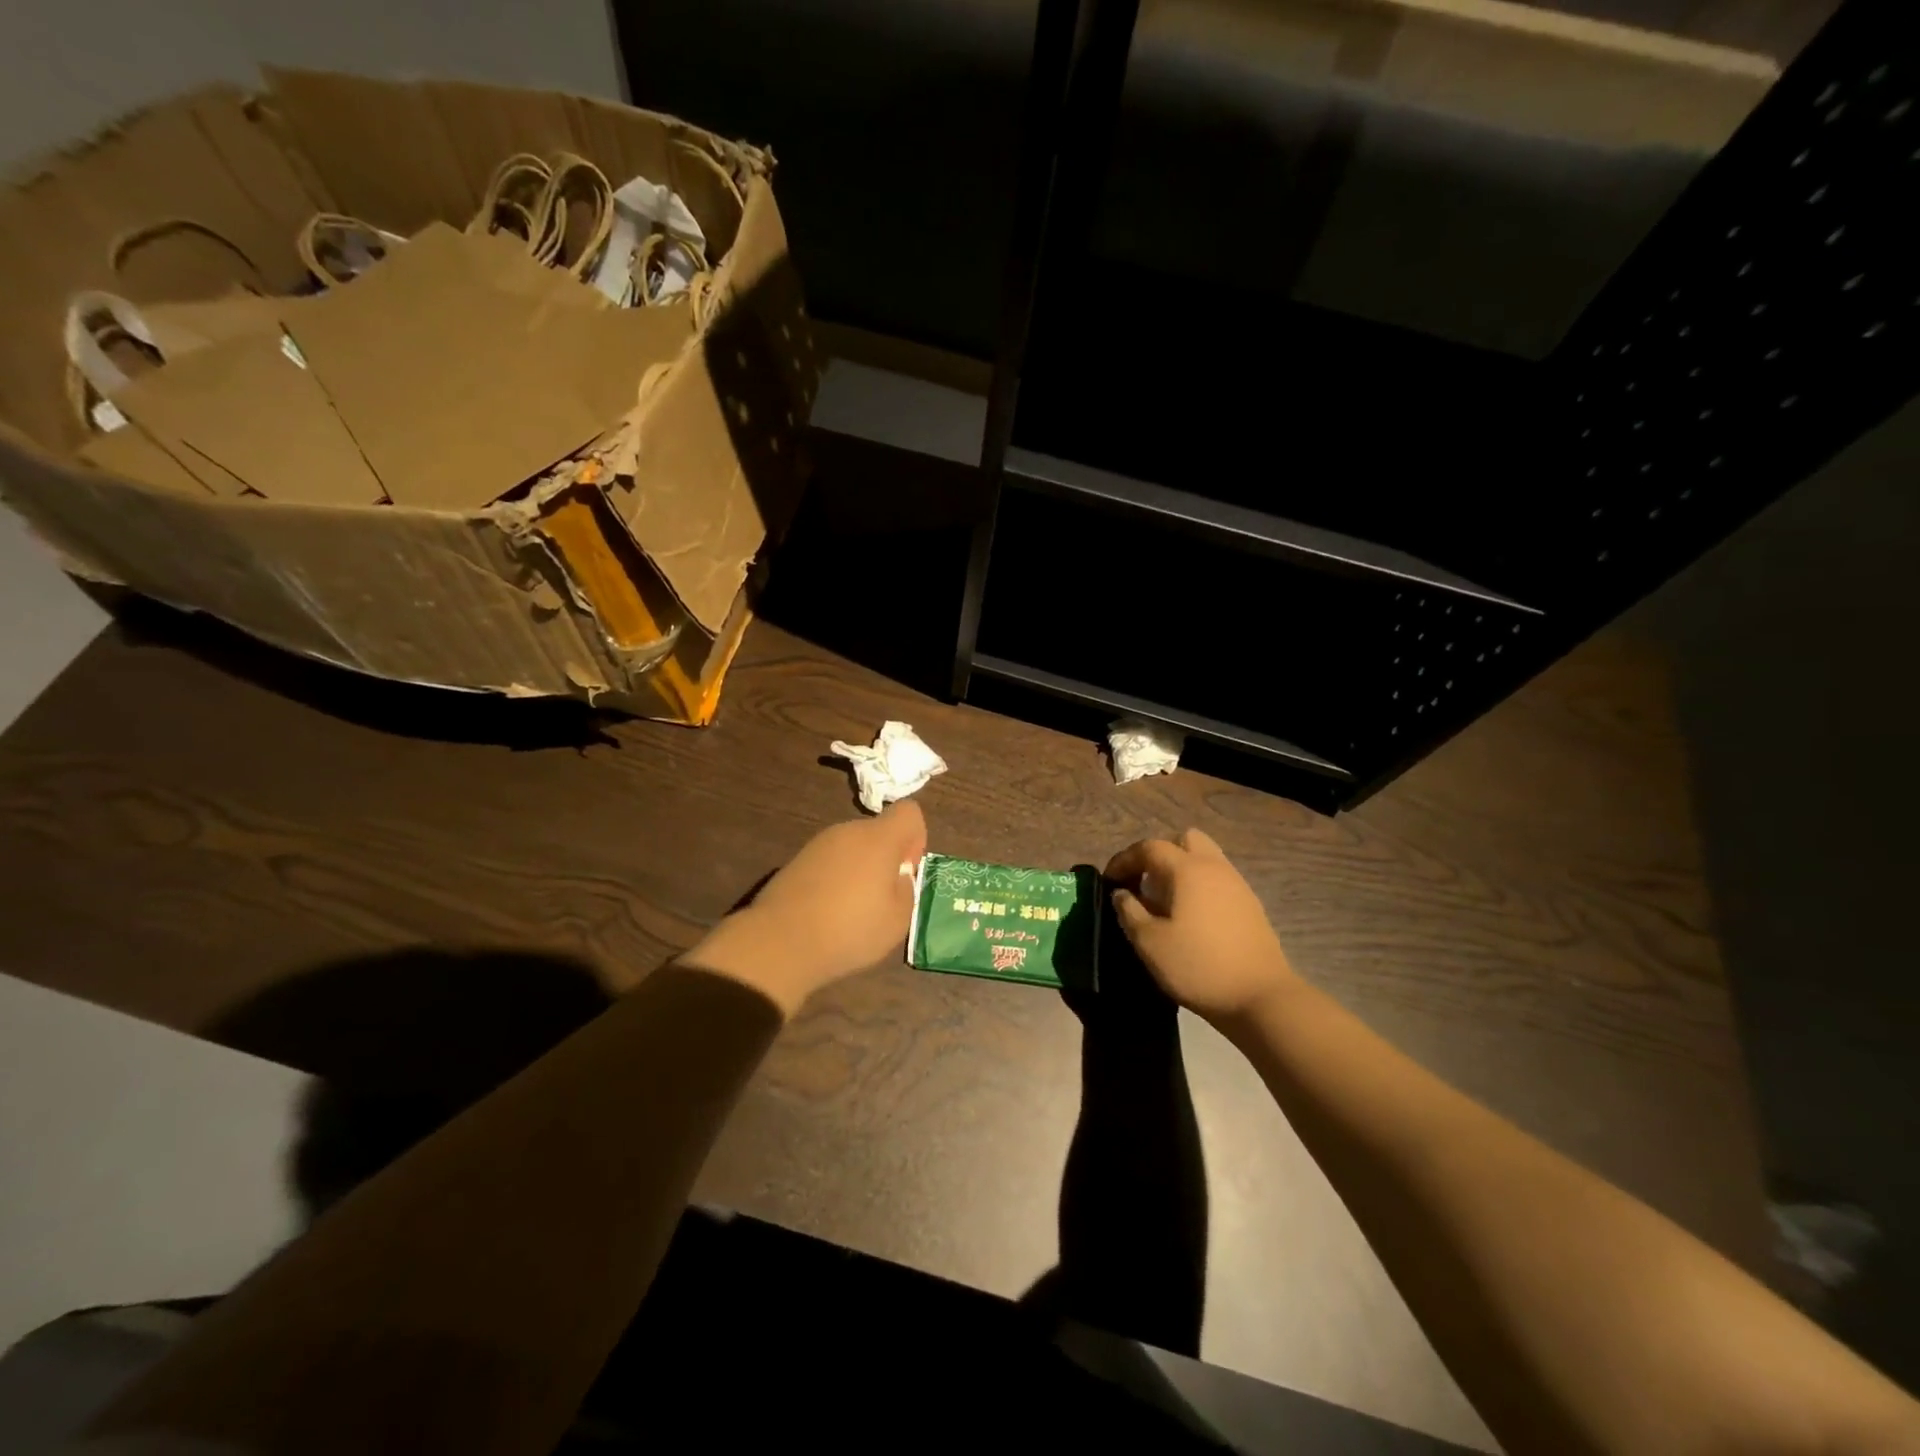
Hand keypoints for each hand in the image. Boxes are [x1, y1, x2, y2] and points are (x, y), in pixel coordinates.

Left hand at [682, 800, 927, 1015]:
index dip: (916, 838)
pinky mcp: (796, 861)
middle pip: (879, 831)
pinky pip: (830, 862)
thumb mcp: (898, 919)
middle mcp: (848, 831)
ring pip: (853, 847)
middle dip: (886, 858)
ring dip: (860, 870)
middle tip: (883, 899)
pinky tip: (827, 912)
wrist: (780, 942)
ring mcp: (818, 844)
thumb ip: (906, 889)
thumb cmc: (850, 929)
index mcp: (878, 838)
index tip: (906, 870)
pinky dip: (835, 880)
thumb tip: (897, 877)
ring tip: (853, 911)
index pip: (909, 811)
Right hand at [1105, 828, 1299, 1028]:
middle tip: (1143, 881)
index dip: (1124, 859)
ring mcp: (1237, 884)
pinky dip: (1199, 885)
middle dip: (1159, 854)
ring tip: (1165, 899)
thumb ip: (1129, 911)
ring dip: (1180, 868)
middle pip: (1184, 840)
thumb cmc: (1198, 966)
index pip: (1149, 847)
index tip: (1109, 880)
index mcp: (1187, 870)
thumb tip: (1121, 893)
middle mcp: (1214, 867)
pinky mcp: (1250, 904)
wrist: (1262, 997)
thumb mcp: (1150, 943)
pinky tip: (1191, 916)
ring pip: (1204, 858)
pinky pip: (1218, 879)